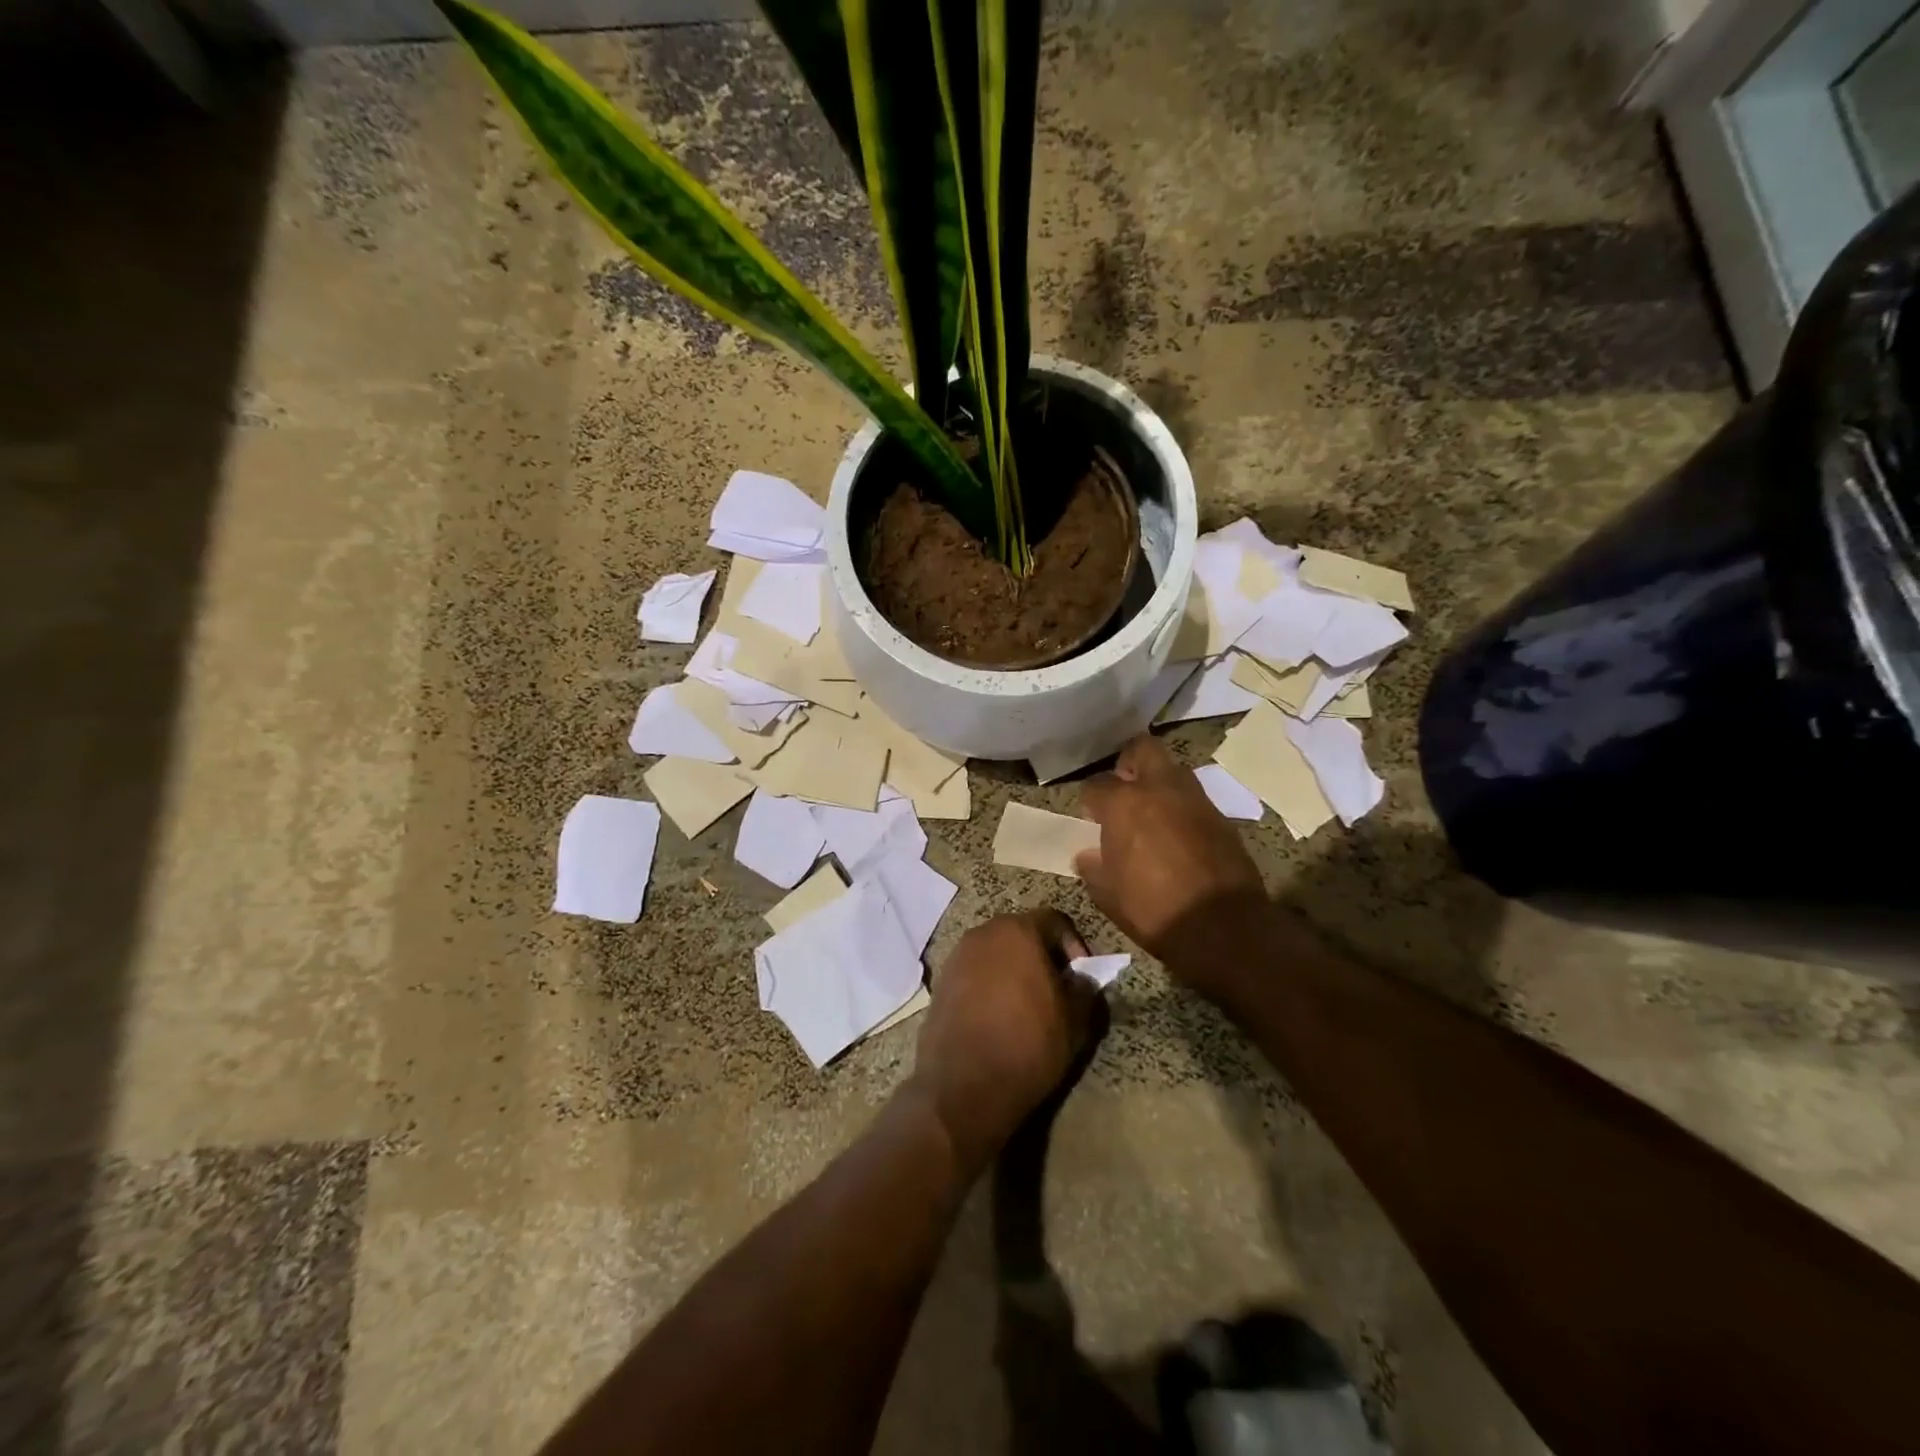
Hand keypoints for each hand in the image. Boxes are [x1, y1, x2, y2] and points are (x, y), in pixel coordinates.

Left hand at [912, 909, 1098, 1173]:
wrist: (962, 1086)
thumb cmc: (1027, 1045)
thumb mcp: (1075, 1021)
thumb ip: (1084, 989)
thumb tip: (1080, 979)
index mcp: (1018, 931)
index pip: (1056, 921)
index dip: (1075, 945)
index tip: (1081, 977)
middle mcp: (983, 933)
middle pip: (1022, 933)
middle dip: (1043, 956)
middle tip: (1058, 989)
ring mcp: (957, 956)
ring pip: (996, 953)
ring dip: (1015, 970)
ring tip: (1028, 1006)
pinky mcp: (941, 981)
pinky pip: (975, 973)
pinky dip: (990, 985)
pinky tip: (998, 1017)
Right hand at [1076, 736, 1268, 992]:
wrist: (1223, 928)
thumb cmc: (1153, 910)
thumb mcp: (1108, 896)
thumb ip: (1093, 868)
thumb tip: (1088, 855)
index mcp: (1124, 804)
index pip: (1096, 785)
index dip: (1090, 800)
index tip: (1090, 816)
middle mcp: (1160, 790)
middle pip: (1142, 749)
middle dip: (1129, 763)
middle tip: (1123, 789)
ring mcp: (1195, 800)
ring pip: (1173, 770)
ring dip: (1159, 783)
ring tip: (1151, 813)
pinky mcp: (1221, 818)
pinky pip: (1195, 799)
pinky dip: (1182, 808)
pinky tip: (1177, 835)